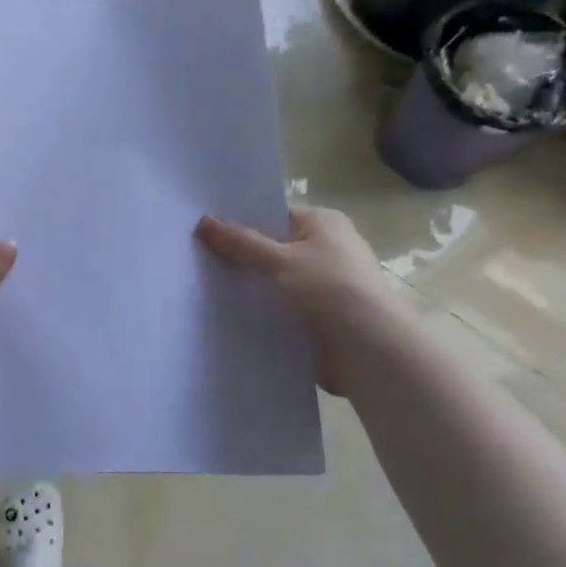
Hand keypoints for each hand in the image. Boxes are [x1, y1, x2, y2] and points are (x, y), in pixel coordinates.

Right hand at [196, 207, 399, 395]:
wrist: (371, 351)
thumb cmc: (330, 290)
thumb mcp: (280, 260)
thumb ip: (240, 242)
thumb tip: (203, 221)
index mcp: (323, 223)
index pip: (273, 216)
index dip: (240, 223)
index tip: (203, 232)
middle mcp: (326, 249)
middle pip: (271, 248)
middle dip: (239, 257)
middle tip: (195, 259)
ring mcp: (323, 285)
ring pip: (274, 281)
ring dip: (249, 287)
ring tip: (202, 288)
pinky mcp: (318, 316)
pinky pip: (280, 307)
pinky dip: (260, 311)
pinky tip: (227, 315)